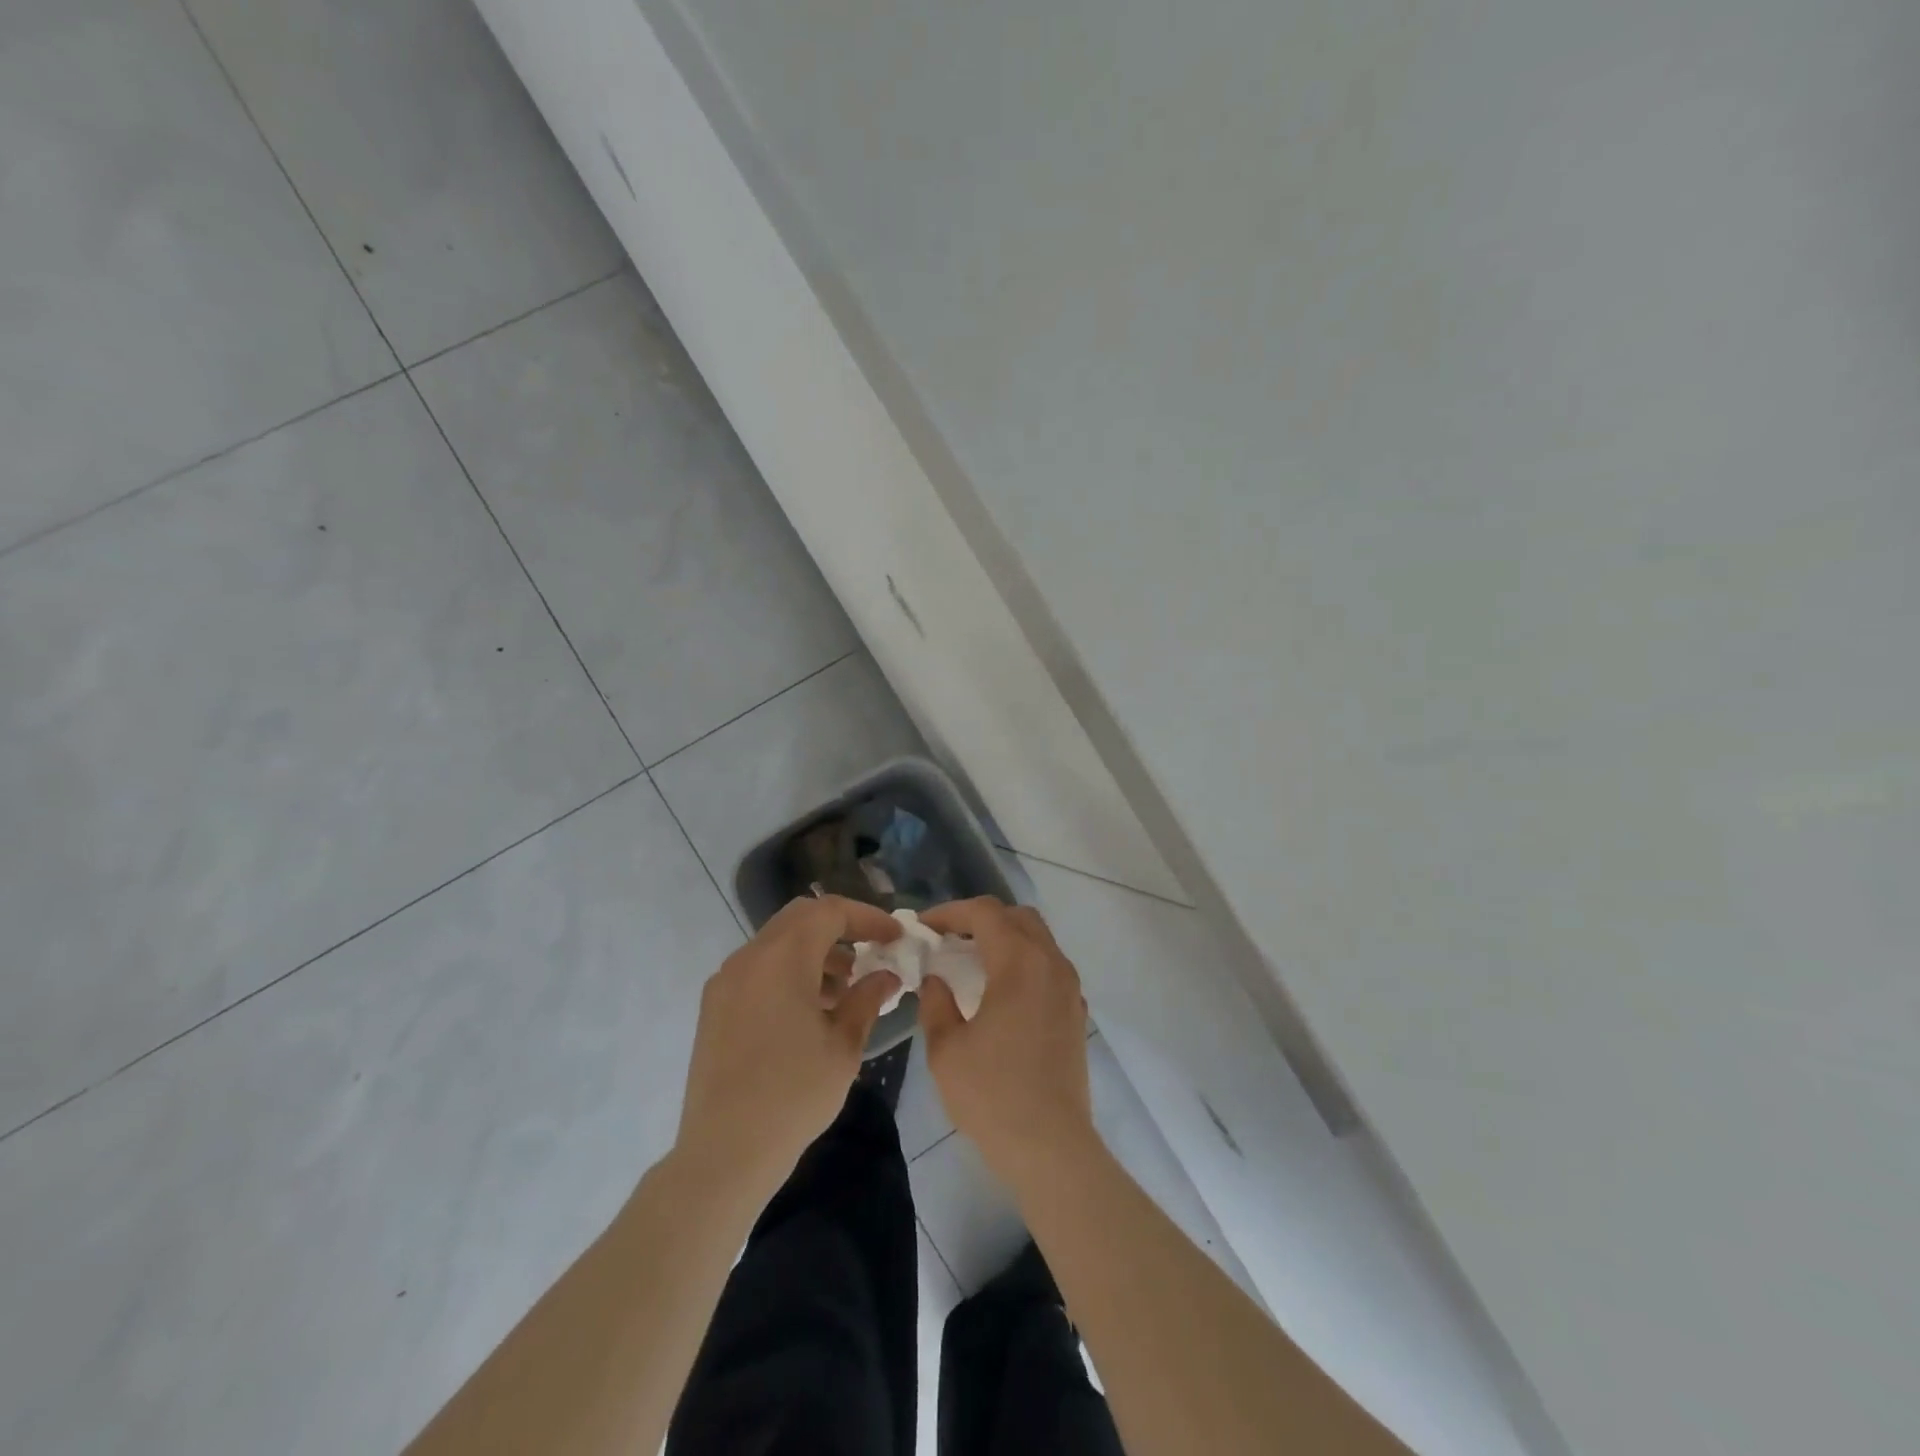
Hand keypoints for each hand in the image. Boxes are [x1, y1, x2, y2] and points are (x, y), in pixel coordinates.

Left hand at [675, 896, 900, 1199]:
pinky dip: (789, 970)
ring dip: (814, 950)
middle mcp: (749, 957)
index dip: (868, 917)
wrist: (723, 1153)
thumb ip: (867, 999)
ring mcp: (726, 980)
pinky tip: (810, 1009)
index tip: (895, 936)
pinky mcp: (715, 1005)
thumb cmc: (793, 1096)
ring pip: (778, 941)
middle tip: (871, 951)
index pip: (830, 911)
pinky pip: (759, 967)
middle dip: (841, 927)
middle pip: (801, 917)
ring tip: (844, 988)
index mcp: (783, 958)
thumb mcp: (843, 1047)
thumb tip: (886, 976)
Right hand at [918, 898, 1095, 1184]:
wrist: (1051, 1147)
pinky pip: (1049, 965)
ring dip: (1004, 938)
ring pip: (1038, 938)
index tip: (924, 927)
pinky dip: (1022, 960)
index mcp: (1019, 963)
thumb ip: (936, 1003)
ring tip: (970, 960)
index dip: (950, 912)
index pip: (985, 913)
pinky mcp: (1076, 1011)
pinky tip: (1000, 990)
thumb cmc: (993, 1095)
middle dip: (980, 919)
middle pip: (1016, 917)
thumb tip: (936, 980)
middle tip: (948, 939)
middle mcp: (1051, 964)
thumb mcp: (947, 1049)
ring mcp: (1069, 987)